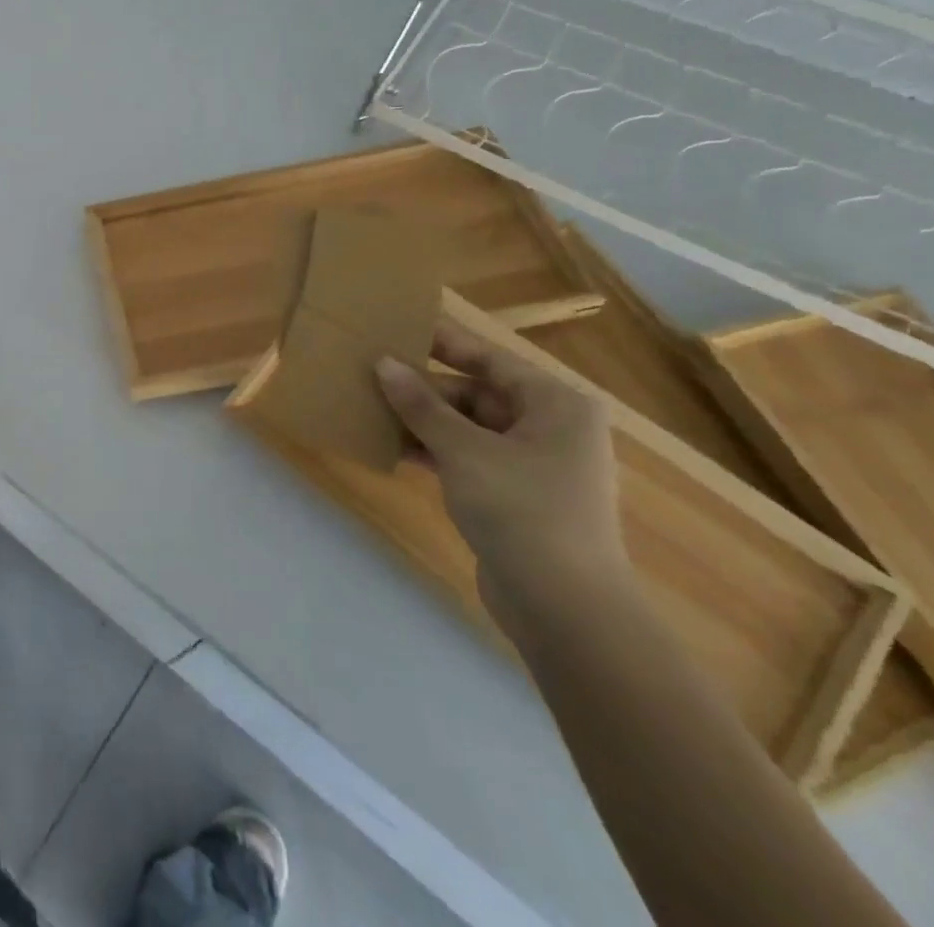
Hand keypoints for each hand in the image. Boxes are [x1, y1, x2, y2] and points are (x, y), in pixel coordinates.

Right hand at [374, 321, 628, 621]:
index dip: (441, 341)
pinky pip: (466, 457)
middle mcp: (550, 427)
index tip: (396, 326)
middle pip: (475, 392)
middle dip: (423, 387)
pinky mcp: (514, 496)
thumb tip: (383, 363)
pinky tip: (390, 446)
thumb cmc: (522, 509)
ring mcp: (533, 464)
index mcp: (555, 404)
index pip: (489, 357)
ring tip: (369, 406)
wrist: (564, 608)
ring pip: (467, 427)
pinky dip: (433, 450)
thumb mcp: (464, 450)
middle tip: (369, 373)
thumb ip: (421, 405)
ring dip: (422, 420)